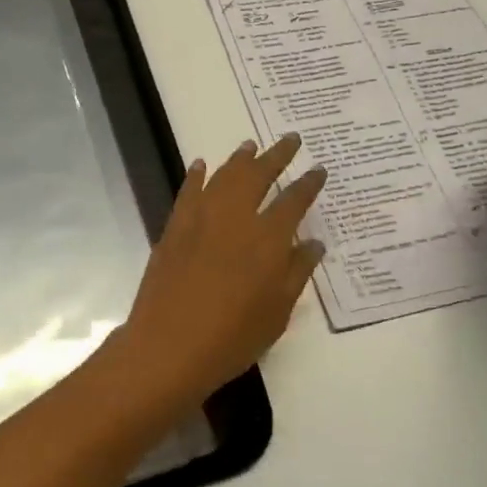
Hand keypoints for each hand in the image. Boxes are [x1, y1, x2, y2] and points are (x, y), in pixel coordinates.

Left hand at [104, 134, 326, 409]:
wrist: (169, 346)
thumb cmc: (232, 338)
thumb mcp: (277, 313)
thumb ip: (297, 272)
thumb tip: (314, 243)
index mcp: (268, 240)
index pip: (294, 201)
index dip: (308, 184)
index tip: (318, 169)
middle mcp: (236, 219)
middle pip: (259, 175)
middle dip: (277, 155)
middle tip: (290, 139)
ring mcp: (201, 219)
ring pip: (224, 176)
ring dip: (240, 158)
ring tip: (250, 145)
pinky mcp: (174, 228)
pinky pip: (188, 192)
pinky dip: (196, 175)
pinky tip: (201, 165)